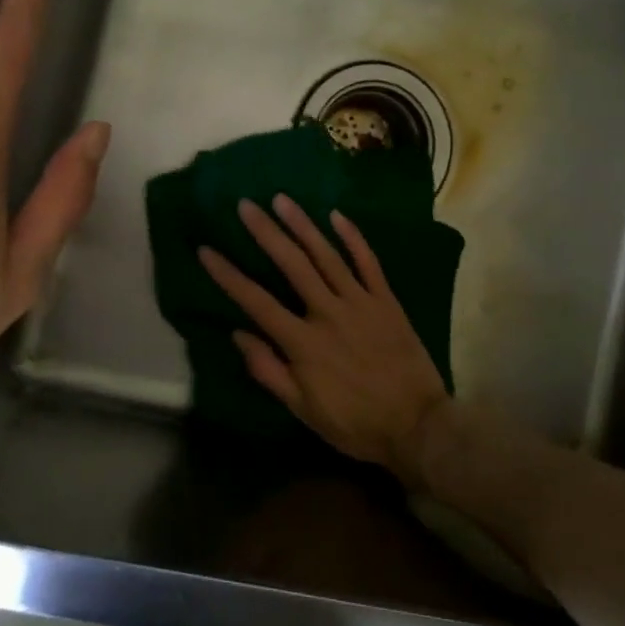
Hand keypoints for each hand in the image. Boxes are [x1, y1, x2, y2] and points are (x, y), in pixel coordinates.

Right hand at [199, 196, 447, 479]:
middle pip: (292, 265)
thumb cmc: (355, 423)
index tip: (207, 250)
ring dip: (303, 225)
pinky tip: (336, 216)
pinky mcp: (386, 301)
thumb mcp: (303, 410)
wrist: (417, 426)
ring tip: (282, 199)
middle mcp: (328, 313)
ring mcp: (360, 302)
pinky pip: (368, 262)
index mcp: (303, 342)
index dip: (229, 275)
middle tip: (246, 205)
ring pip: (327, 255)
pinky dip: (353, 237)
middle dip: (266, 233)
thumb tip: (239, 335)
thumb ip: (269, 371)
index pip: (257, 301)